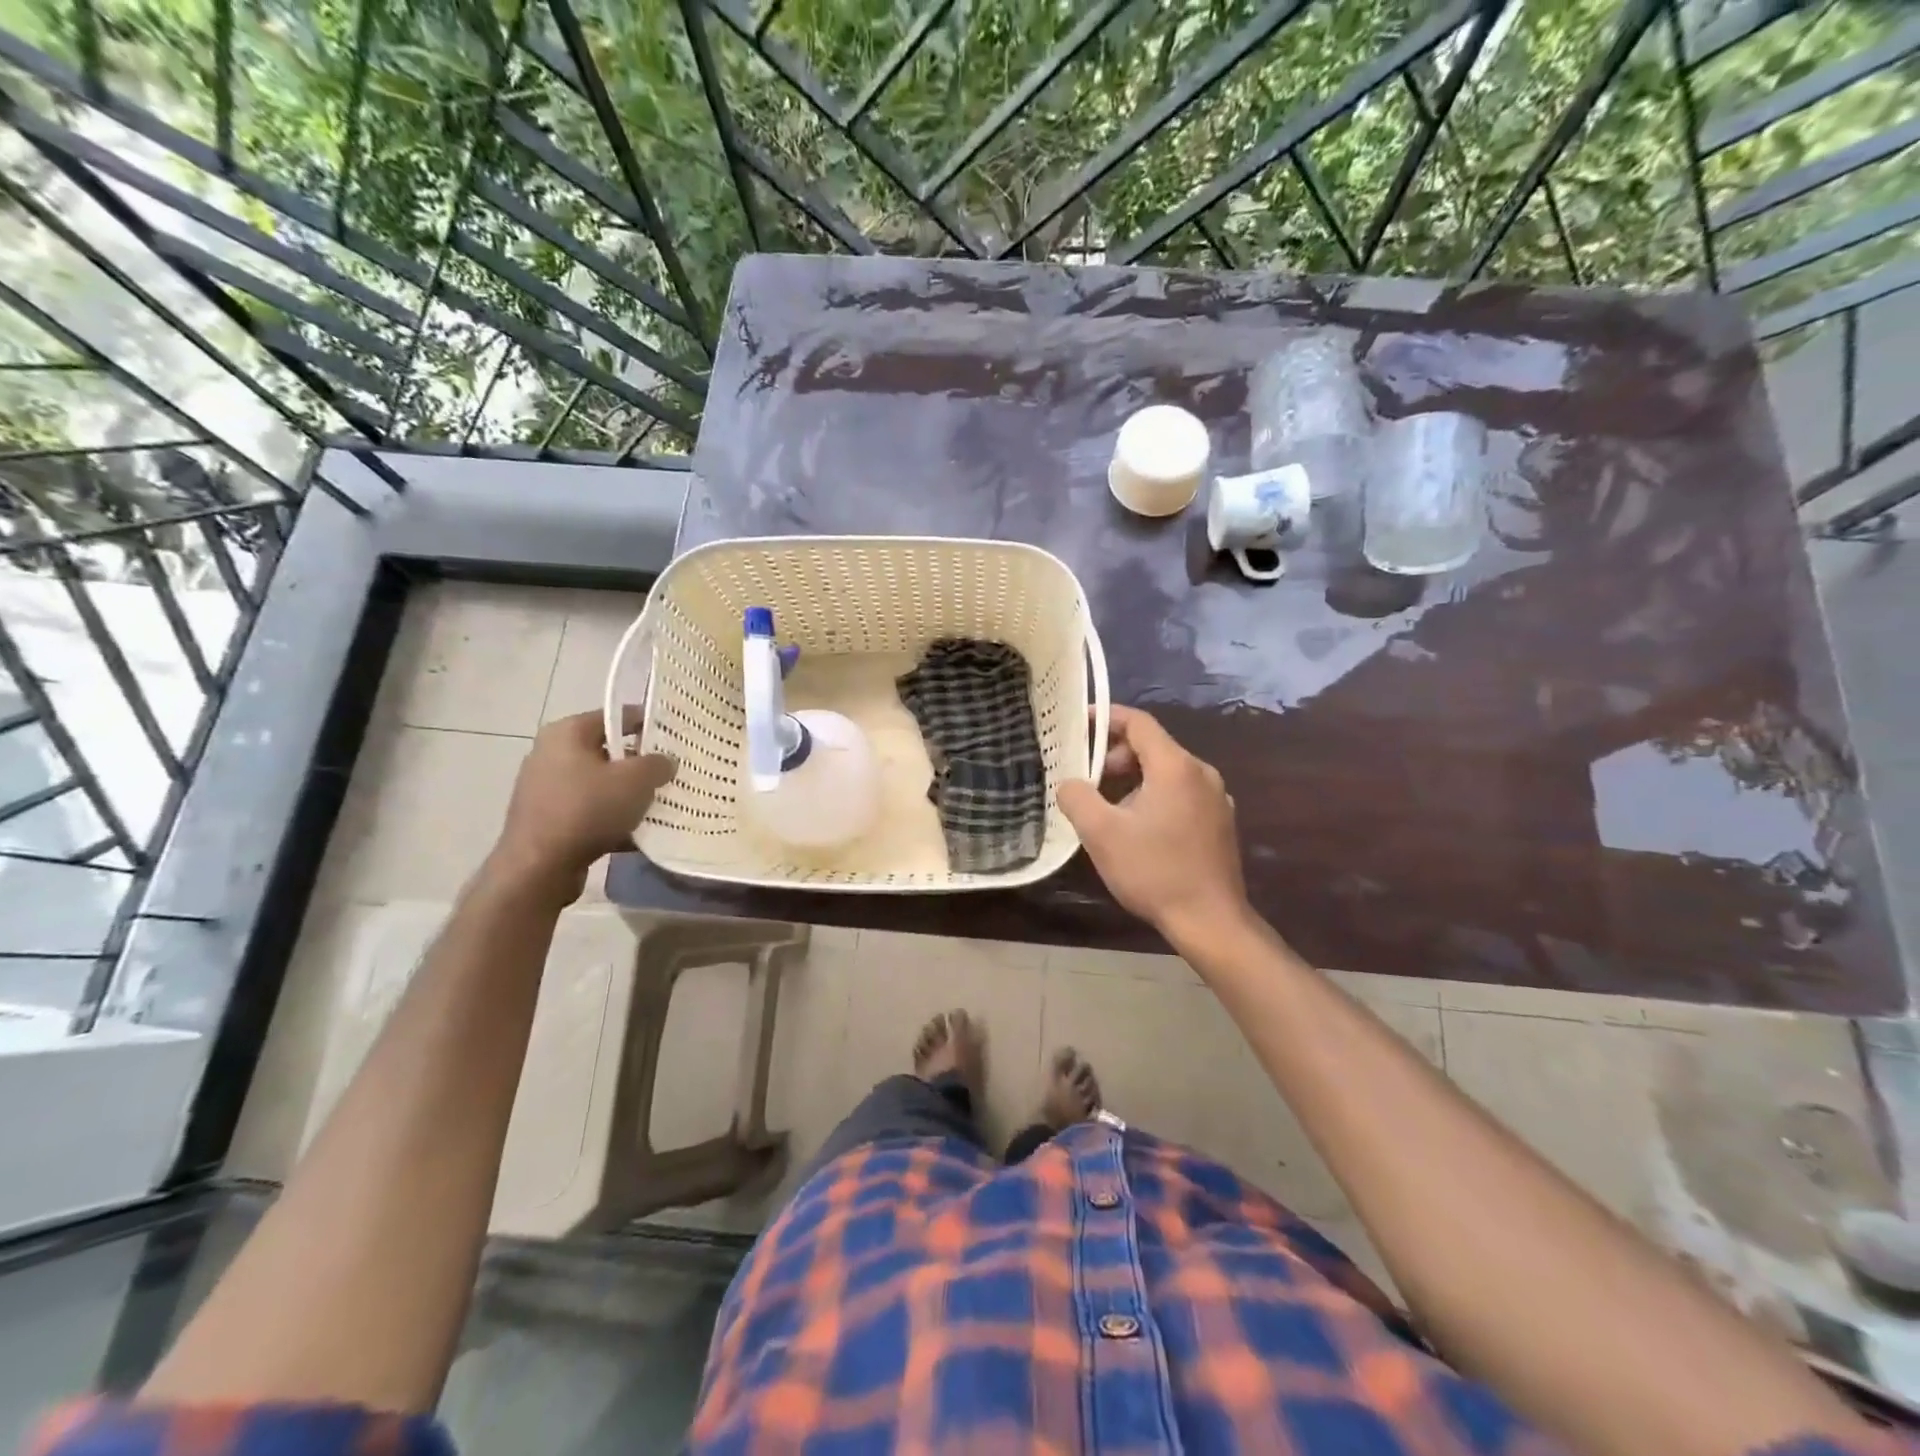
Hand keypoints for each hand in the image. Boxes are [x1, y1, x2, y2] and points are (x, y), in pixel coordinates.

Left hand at [488, 710, 674, 903]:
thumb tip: (665, 762)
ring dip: (627, 794)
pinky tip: (635, 834)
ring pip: (600, 783)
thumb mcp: (637, 780)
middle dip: (640, 764)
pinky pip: (588, 810)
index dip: (650, 725)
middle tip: (670, 775)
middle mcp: (550, 753)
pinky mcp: (546, 818)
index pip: (618, 716)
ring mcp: (545, 787)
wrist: (539, 867)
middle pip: (609, 751)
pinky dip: (611, 818)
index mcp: (567, 732)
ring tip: (657, 806)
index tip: (676, 739)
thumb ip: (658, 763)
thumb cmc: (588, 809)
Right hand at [1057, 706, 1248, 941]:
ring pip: (1167, 772)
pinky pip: (1181, 794)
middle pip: (1153, 746)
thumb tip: (1069, 784)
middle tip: (1090, 781)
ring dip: (1134, 780)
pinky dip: (1155, 797)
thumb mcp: (1101, 833)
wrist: (1210, 921)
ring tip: (1109, 810)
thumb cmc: (1154, 871)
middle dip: (1115, 756)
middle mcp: (1202, 773)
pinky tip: (1139, 830)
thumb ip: (1077, 797)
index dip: (1106, 718)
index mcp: (1176, 766)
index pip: (1139, 723)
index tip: (1078, 726)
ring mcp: (1217, 798)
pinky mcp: (1220, 822)